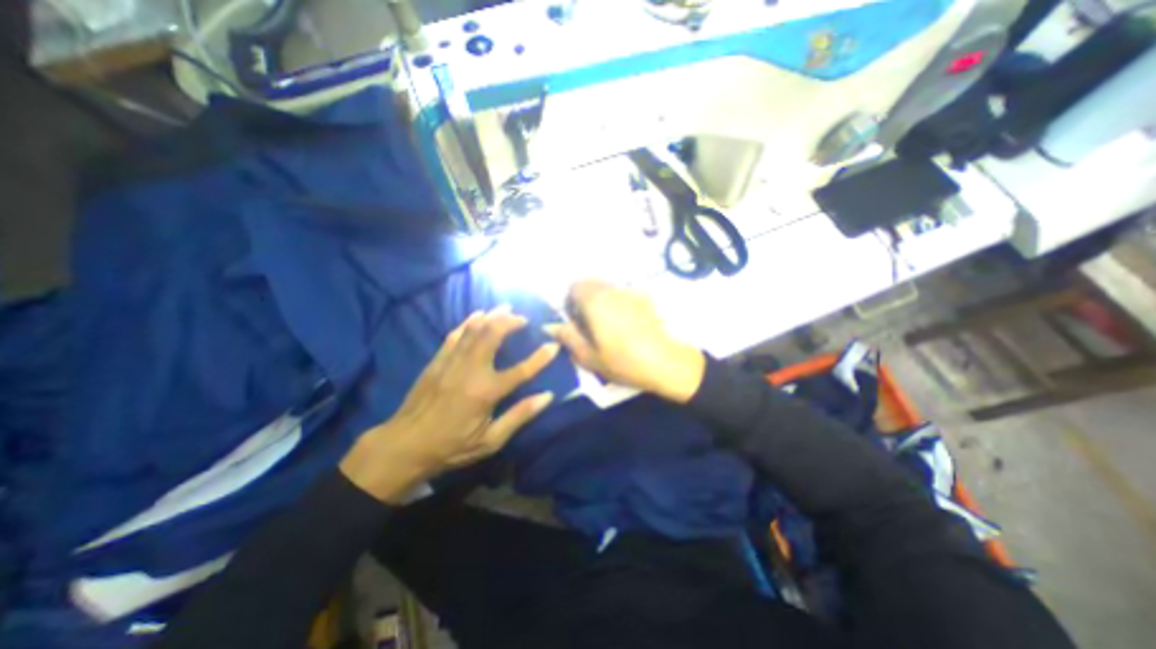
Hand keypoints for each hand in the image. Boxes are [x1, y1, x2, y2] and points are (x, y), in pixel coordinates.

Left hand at [341, 306, 560, 505]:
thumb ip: (519, 416)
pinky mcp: (437, 361)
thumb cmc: (452, 446)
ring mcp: (451, 362)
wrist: (404, 446)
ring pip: (474, 330)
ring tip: (505, 307)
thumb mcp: (490, 440)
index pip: (522, 370)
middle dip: (510, 322)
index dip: (541, 357)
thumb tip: (547, 397)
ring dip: (491, 316)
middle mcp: (470, 370)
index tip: (554, 345)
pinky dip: (468, 322)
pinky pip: (455, 335)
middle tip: (523, 318)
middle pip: (493, 335)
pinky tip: (477, 315)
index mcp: (486, 392)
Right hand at [545, 278, 704, 402]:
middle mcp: (612, 291)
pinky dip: (618, 302)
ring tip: (607, 323)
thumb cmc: (622, 361)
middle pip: (592, 283)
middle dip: (585, 297)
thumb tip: (550, 326)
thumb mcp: (588, 355)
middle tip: (588, 322)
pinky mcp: (645, 299)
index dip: (570, 299)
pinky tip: (626, 323)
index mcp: (595, 301)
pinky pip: (624, 294)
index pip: (575, 286)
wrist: (664, 362)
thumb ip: (568, 337)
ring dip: (602, 299)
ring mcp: (631, 293)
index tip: (574, 318)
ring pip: (608, 288)